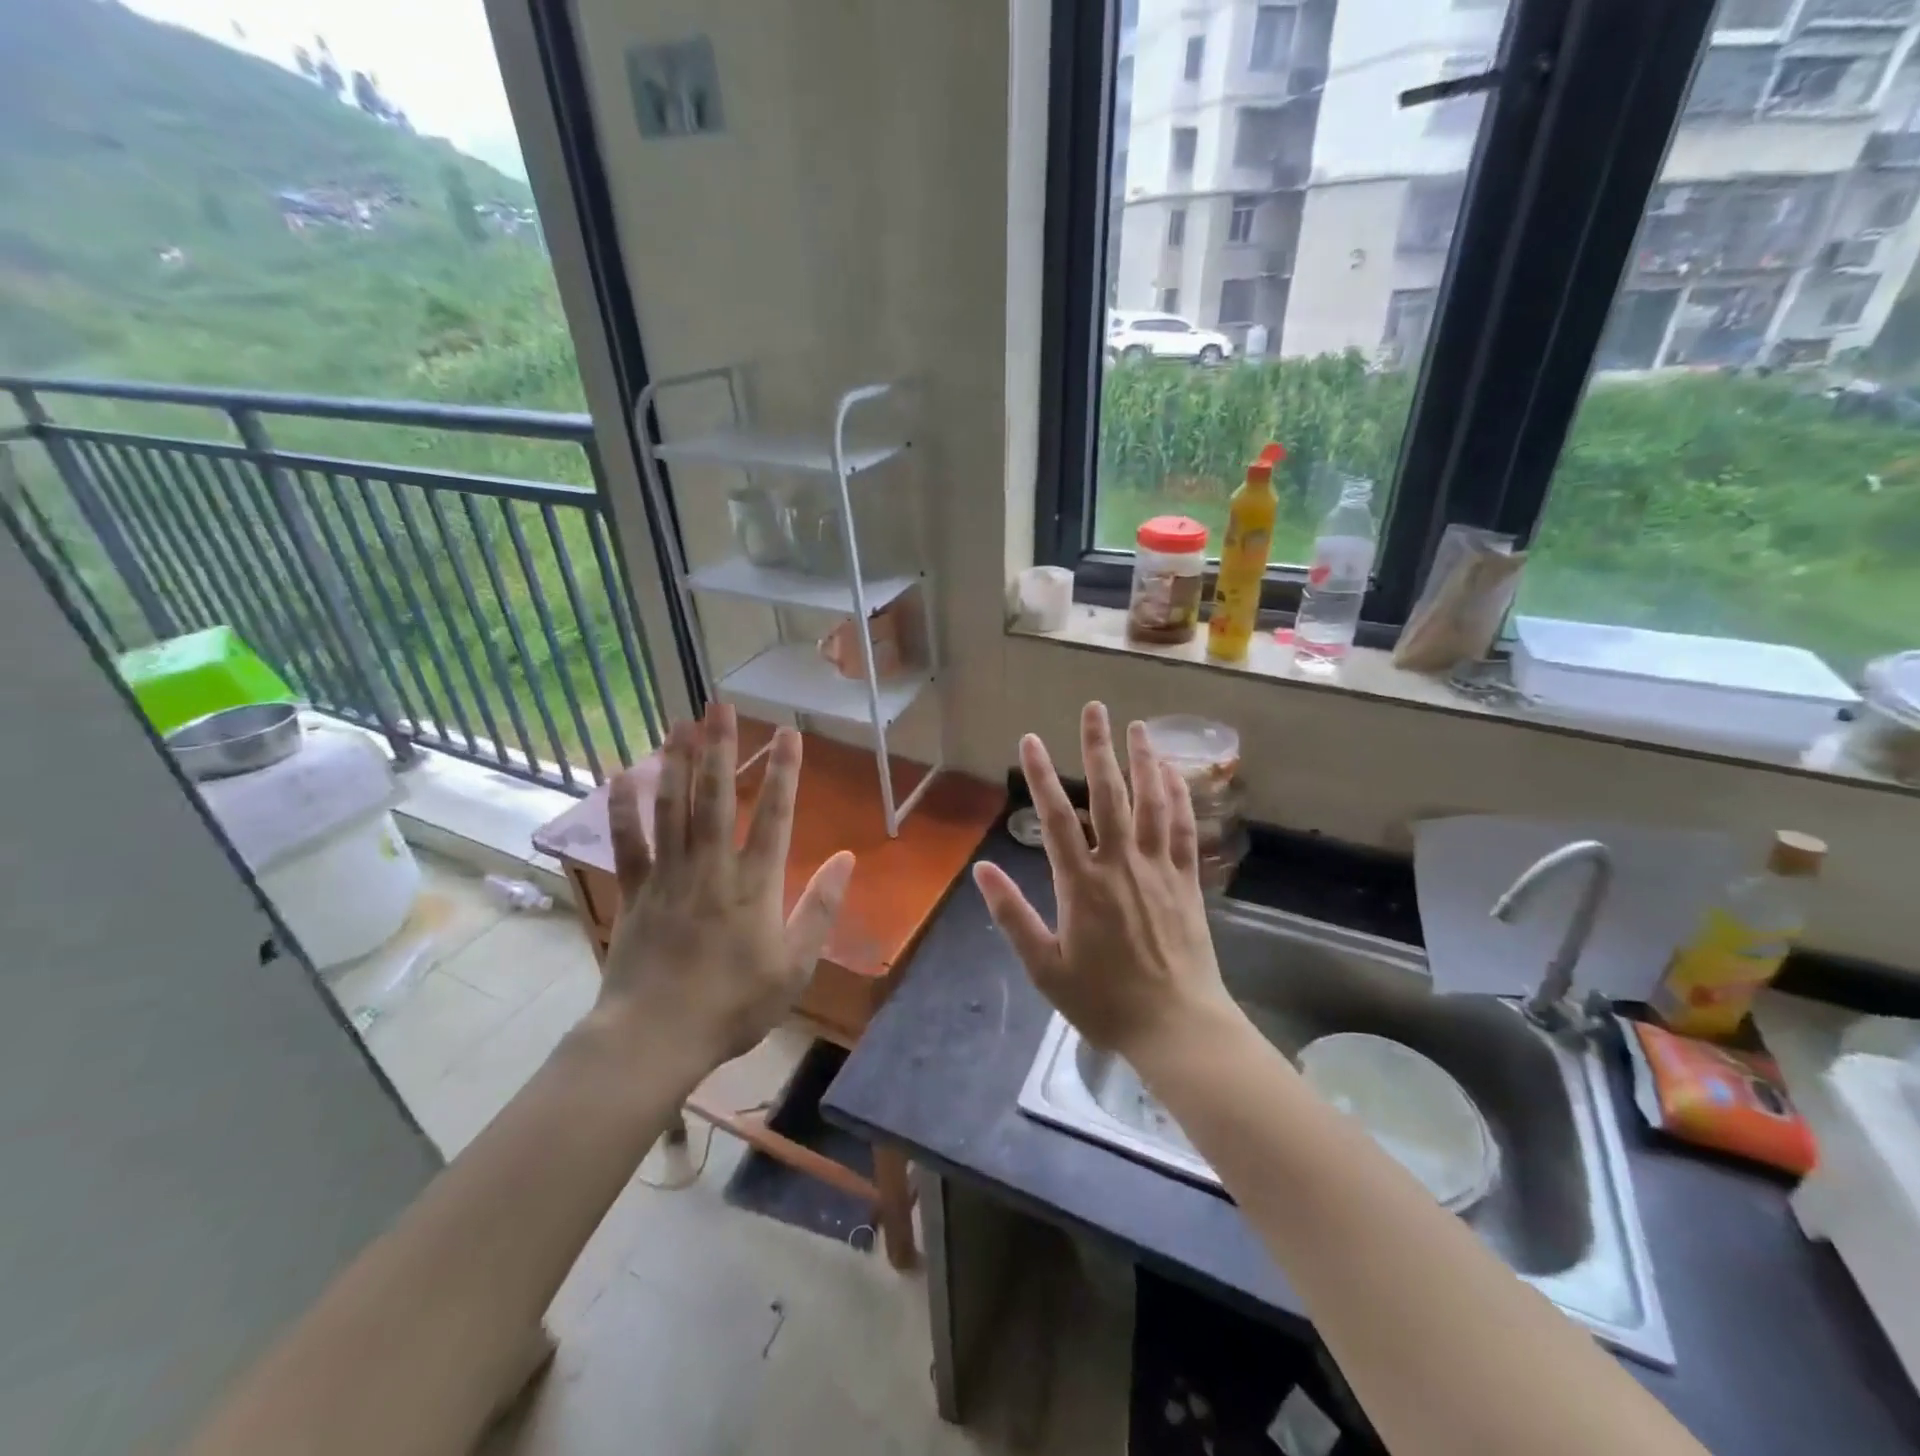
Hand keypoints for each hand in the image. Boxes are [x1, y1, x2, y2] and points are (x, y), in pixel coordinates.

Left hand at [592, 704, 854, 1077]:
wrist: (656, 1037)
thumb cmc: (735, 1005)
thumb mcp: (796, 965)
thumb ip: (821, 908)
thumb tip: (846, 858)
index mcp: (755, 884)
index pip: (775, 816)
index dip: (785, 772)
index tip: (789, 733)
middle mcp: (712, 867)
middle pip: (717, 797)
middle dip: (721, 748)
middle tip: (721, 707)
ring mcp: (669, 876)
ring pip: (674, 808)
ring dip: (679, 763)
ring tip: (682, 723)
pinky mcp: (635, 892)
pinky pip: (628, 843)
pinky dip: (624, 808)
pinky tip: (625, 774)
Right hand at [972, 701, 1230, 1062]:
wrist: (1176, 1026)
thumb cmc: (1104, 1001)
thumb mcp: (1045, 967)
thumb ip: (1013, 916)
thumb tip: (982, 868)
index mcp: (1082, 884)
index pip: (1056, 818)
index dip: (1041, 776)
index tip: (1031, 740)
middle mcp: (1121, 865)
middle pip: (1109, 795)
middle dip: (1098, 749)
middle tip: (1094, 709)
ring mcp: (1159, 870)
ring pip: (1152, 803)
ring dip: (1144, 761)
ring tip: (1139, 728)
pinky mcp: (1187, 881)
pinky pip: (1184, 829)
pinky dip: (1180, 798)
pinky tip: (1175, 775)